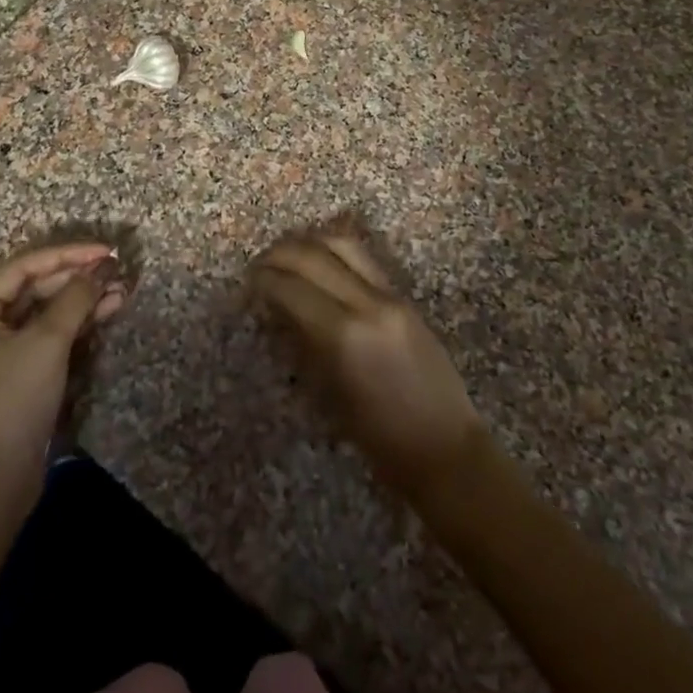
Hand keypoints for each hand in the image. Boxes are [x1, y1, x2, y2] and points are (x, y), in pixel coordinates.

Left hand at [0, 242, 125, 502]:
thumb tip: (102, 268)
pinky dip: (78, 322)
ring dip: (83, 299)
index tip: (106, 250)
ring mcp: (2, 347)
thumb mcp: (46, 343)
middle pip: (37, 286)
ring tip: (122, 288)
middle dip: (79, 277)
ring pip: (48, 309)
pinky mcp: (21, 368)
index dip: (69, 254)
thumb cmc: (12, 401)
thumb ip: (75, 298)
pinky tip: (109, 310)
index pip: (26, 266)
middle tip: (118, 269)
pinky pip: (50, 333)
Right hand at [249, 230, 486, 499]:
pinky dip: (334, 251)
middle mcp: (367, 304)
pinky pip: (363, 259)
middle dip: (279, 254)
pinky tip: (319, 260)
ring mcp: (390, 296)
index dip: (263, 281)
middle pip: (313, 255)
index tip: (247, 285)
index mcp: (343, 335)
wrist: (446, 450)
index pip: (290, 288)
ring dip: (308, 242)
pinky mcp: (404, 298)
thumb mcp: (327, 396)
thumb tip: (275, 311)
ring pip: (342, 244)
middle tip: (258, 265)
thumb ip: (301, 344)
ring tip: (286, 254)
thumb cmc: (379, 439)